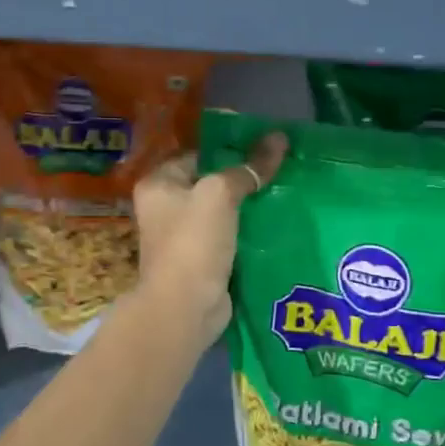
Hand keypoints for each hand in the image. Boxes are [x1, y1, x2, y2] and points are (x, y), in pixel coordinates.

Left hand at [132, 132, 286, 350]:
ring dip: (249, 207)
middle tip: (282, 168)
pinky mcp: (203, 261)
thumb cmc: (193, 242)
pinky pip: (230, 238)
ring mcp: (183, 238)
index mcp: (158, 185)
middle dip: (243, 178)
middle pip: (210, 184)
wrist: (185, 307)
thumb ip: (248, 168)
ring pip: (222, 213)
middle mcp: (165, 209)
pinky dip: (249, 232)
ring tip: (286, 191)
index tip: (265, 146)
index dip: (229, 148)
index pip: (197, 155)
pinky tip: (277, 223)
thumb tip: (279, 138)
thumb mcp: (220, 194)